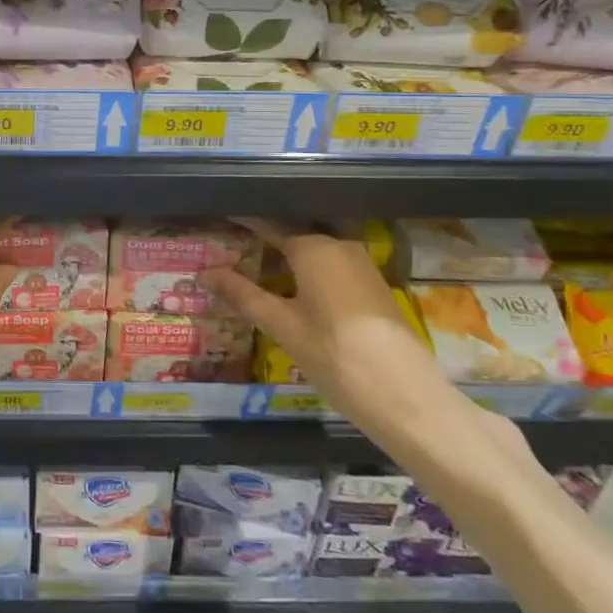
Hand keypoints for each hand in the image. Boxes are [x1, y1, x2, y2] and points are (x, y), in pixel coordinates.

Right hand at [207, 219, 445, 431]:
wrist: (406, 397)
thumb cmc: (335, 355)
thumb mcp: (282, 326)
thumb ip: (243, 296)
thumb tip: (205, 273)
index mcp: (314, 248)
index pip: (270, 224)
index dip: (245, 220)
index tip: (223, 215)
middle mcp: (340, 246)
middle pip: (297, 232)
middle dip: (269, 235)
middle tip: (238, 240)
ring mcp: (362, 266)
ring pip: (318, 249)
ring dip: (290, 253)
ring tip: (260, 262)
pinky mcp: (375, 288)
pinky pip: (334, 265)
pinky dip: (310, 269)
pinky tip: (295, 286)